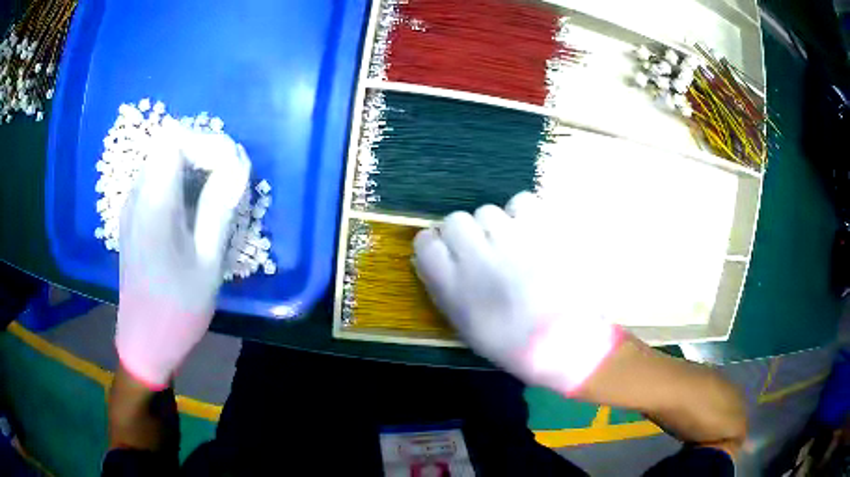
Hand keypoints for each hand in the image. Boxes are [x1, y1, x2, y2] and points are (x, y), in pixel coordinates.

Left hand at [115, 123, 249, 389]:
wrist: (144, 342)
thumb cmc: (177, 310)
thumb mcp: (207, 262)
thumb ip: (220, 206)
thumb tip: (237, 163)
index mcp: (153, 204)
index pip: (174, 139)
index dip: (206, 142)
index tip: (230, 168)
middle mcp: (136, 195)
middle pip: (168, 145)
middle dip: (203, 152)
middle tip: (229, 182)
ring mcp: (131, 206)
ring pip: (163, 161)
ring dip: (193, 167)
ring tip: (216, 197)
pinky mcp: (133, 218)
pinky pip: (157, 181)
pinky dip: (180, 183)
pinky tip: (193, 213)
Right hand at [413, 191, 621, 394]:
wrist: (566, 341)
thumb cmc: (513, 342)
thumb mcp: (465, 325)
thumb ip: (446, 288)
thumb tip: (438, 258)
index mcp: (452, 286)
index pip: (426, 242)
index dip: (437, 245)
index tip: (449, 254)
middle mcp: (475, 257)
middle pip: (455, 221)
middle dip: (466, 234)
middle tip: (485, 252)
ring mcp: (510, 239)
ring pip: (487, 211)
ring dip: (495, 227)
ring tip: (513, 245)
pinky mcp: (541, 228)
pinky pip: (520, 202)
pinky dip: (523, 214)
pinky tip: (531, 233)